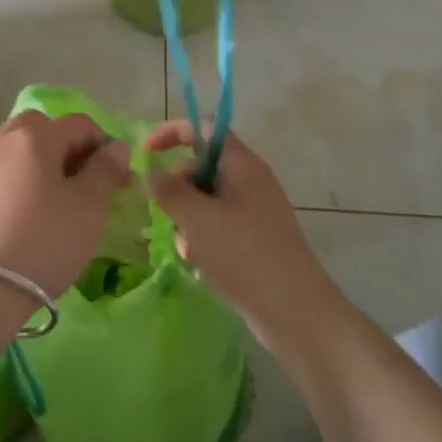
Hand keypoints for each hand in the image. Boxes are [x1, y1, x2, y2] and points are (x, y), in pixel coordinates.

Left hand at [0, 111, 132, 300]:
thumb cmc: (42, 244)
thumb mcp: (88, 208)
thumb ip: (105, 170)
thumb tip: (115, 147)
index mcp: (35, 137)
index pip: (78, 123)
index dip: (102, 144)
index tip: (113, 178)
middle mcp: (0, 140)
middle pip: (39, 128)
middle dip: (63, 147)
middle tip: (77, 184)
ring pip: (13, 150)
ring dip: (35, 164)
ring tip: (47, 204)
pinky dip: (12, 184)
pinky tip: (18, 219)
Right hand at [145, 122, 344, 357]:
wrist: (295, 313)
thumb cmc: (245, 256)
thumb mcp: (198, 219)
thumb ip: (169, 190)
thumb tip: (149, 172)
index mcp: (242, 164)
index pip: (203, 127)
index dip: (172, 132)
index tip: (146, 154)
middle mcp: (249, 180)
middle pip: (201, 166)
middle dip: (178, 188)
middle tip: (167, 214)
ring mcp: (253, 211)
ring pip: (205, 200)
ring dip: (188, 220)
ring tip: (188, 249)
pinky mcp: (254, 239)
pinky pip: (217, 226)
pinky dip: (203, 239)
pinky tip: (200, 264)